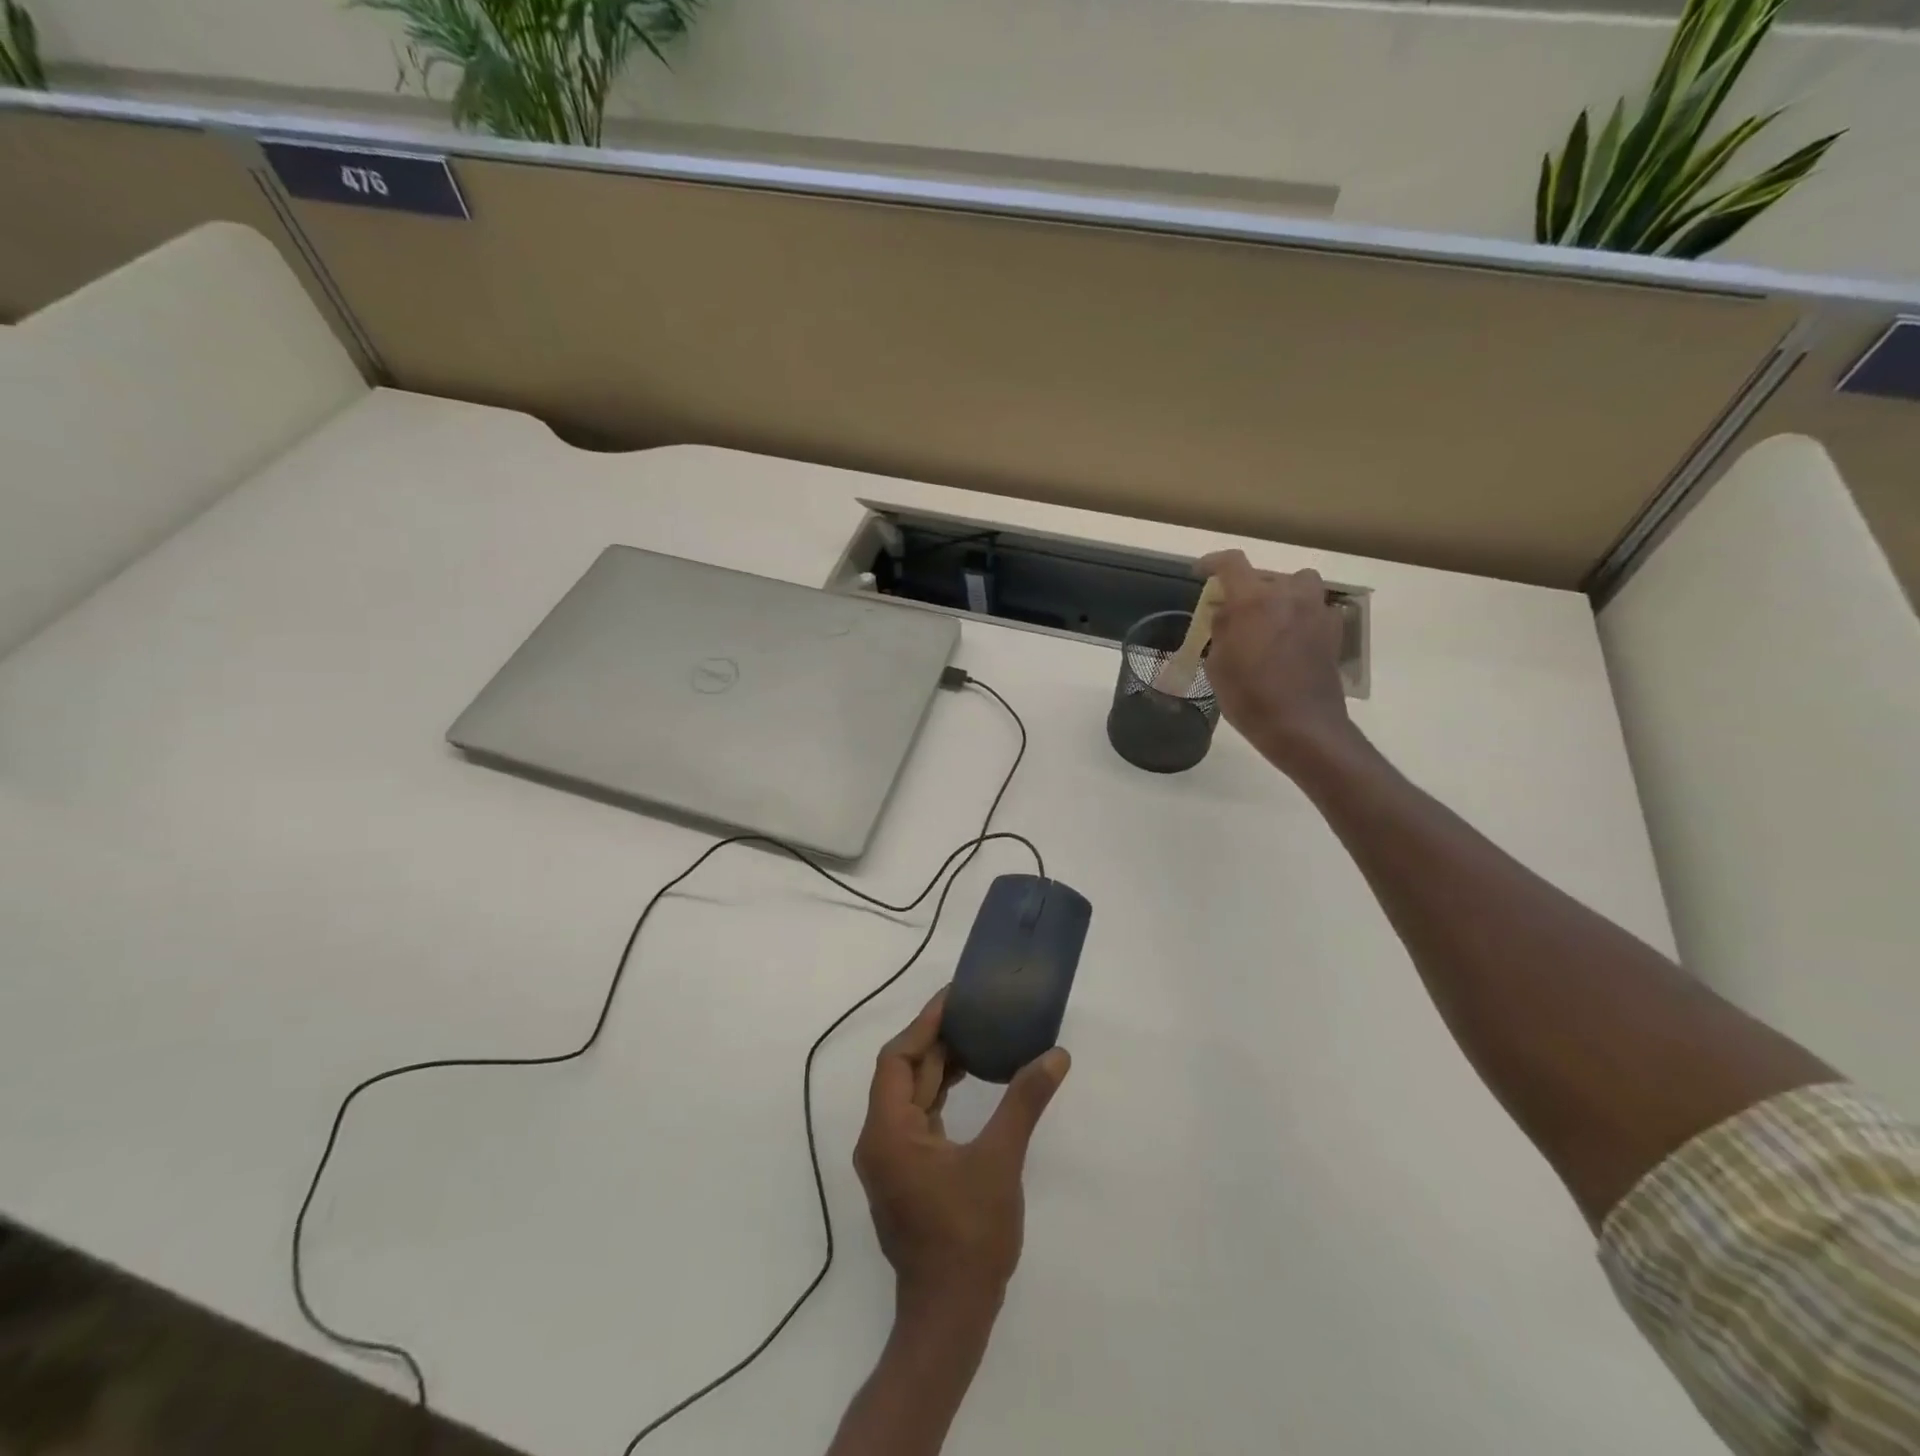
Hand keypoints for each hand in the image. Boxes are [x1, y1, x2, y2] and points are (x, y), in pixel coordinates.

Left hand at [853, 989, 1070, 1317]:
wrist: (951, 1316)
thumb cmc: (969, 1235)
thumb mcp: (1000, 1161)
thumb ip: (1024, 1102)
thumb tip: (1056, 1056)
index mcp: (888, 1131)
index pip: (897, 1059)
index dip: (924, 1024)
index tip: (953, 998)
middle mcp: (879, 1140)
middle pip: (902, 1074)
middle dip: (935, 1041)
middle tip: (971, 1012)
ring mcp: (891, 1160)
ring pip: (910, 1095)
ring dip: (938, 1066)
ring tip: (975, 1038)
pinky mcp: (907, 1174)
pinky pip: (918, 1117)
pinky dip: (940, 1094)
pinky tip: (968, 1082)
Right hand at [1199, 548, 1355, 775]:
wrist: (1302, 726)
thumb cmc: (1250, 697)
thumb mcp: (1218, 665)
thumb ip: (1221, 630)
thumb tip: (1226, 612)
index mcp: (1253, 601)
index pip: (1231, 563)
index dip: (1212, 563)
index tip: (1201, 572)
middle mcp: (1288, 596)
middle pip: (1265, 574)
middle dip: (1246, 587)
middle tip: (1233, 609)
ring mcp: (1315, 611)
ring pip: (1298, 584)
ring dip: (1281, 593)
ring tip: (1268, 616)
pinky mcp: (1333, 630)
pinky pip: (1315, 607)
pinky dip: (1301, 614)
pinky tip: (1291, 636)